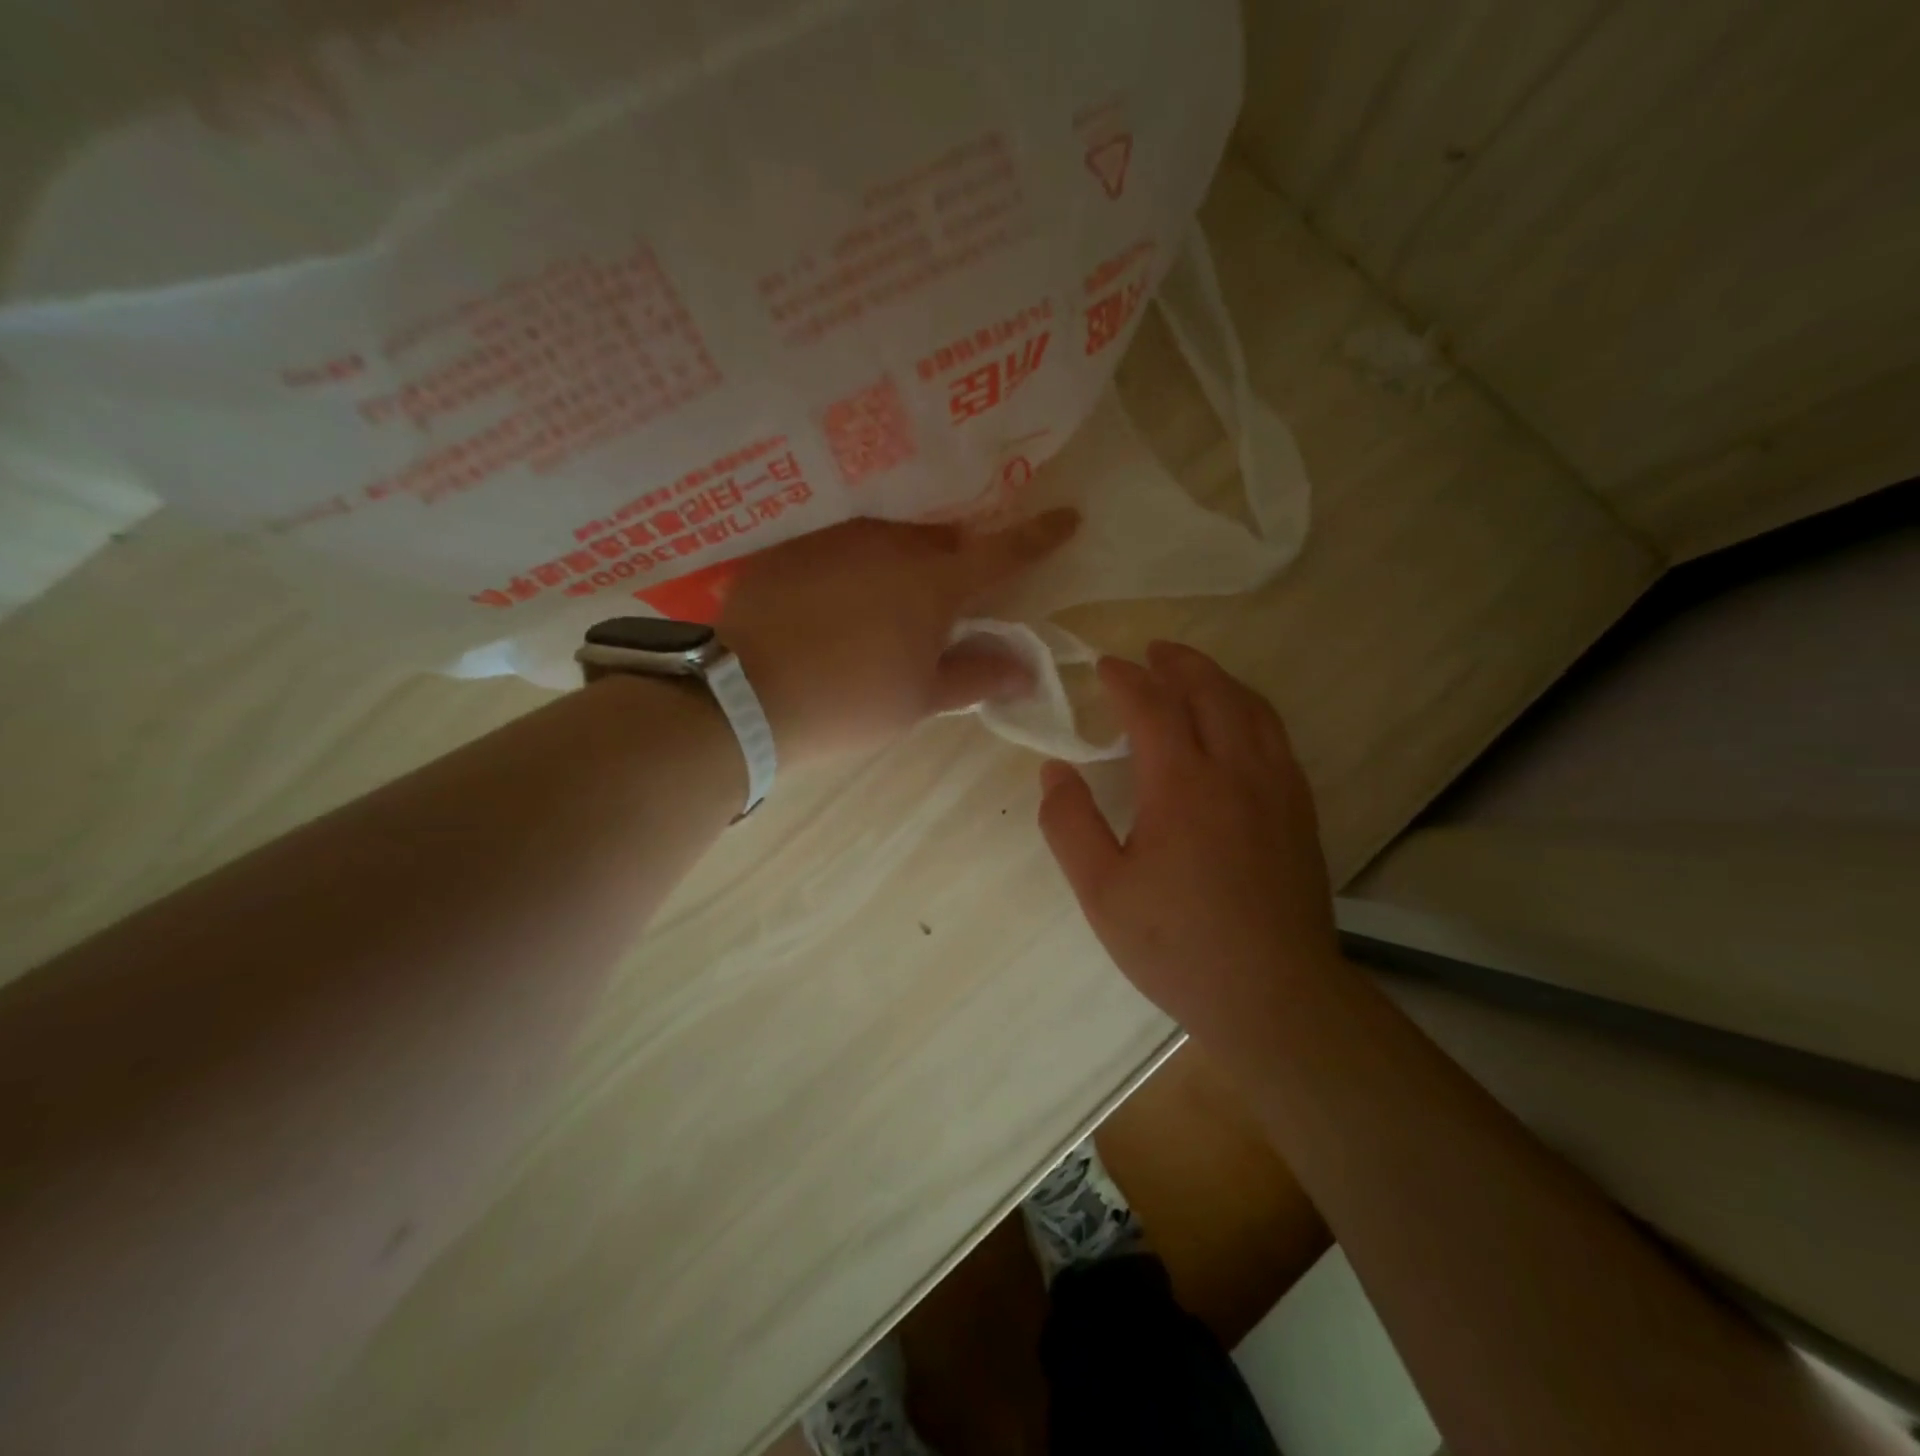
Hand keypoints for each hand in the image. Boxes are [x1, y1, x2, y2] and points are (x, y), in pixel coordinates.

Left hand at [717, 509, 1078, 763]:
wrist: (745, 696)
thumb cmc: (849, 702)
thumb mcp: (921, 700)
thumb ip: (978, 677)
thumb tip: (1028, 669)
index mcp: (934, 583)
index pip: (1003, 553)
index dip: (1040, 537)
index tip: (1069, 516)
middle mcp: (891, 544)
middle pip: (943, 541)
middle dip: (956, 560)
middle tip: (948, 596)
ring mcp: (837, 536)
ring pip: (889, 537)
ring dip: (901, 561)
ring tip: (882, 600)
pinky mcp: (793, 544)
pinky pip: (839, 544)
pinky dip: (851, 566)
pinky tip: (832, 599)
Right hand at [1037, 641, 1342, 1063]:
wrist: (1275, 996)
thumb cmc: (1177, 945)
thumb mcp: (1101, 891)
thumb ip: (1070, 825)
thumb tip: (1053, 771)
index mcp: (1183, 784)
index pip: (1152, 706)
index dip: (1125, 679)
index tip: (1104, 667)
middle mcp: (1237, 771)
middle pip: (1211, 691)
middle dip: (1179, 663)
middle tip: (1152, 651)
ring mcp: (1278, 789)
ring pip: (1252, 709)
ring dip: (1219, 680)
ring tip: (1194, 674)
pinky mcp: (1301, 812)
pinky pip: (1277, 737)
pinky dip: (1250, 711)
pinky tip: (1238, 727)